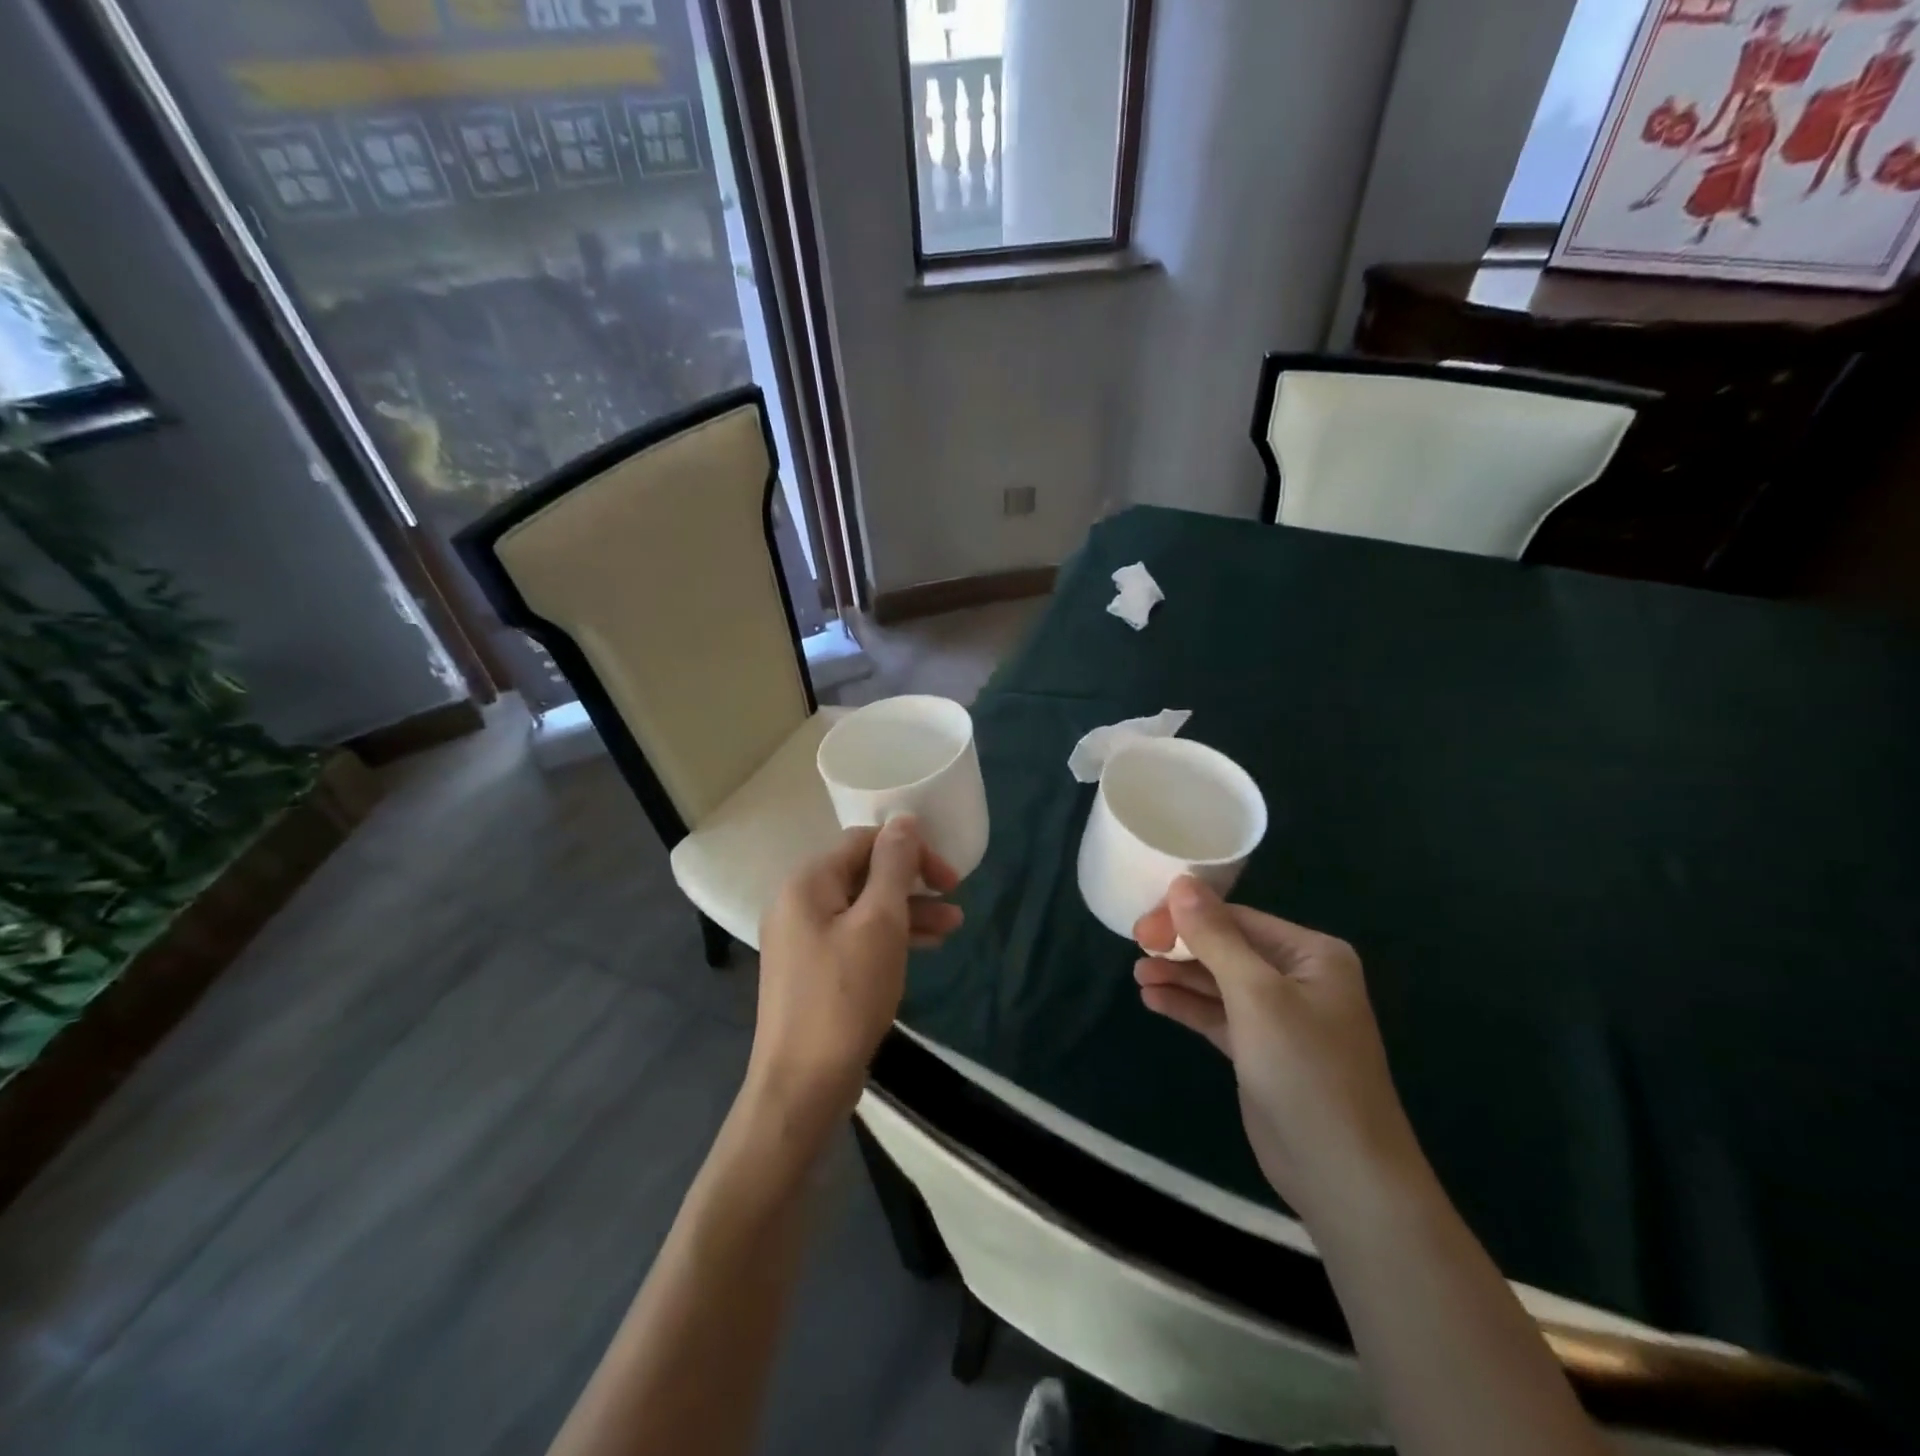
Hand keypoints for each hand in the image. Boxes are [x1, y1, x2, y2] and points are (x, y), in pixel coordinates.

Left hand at [749, 818, 962, 1131]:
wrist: (802, 1084)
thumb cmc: (845, 995)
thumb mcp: (880, 923)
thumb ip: (894, 866)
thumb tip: (903, 820)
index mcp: (807, 882)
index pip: (864, 841)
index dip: (910, 850)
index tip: (948, 877)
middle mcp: (798, 901)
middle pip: (863, 872)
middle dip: (912, 883)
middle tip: (955, 898)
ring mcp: (802, 937)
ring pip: (863, 907)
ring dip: (908, 911)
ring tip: (953, 926)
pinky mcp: (812, 968)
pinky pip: (855, 936)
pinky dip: (889, 937)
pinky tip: (926, 947)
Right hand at [1134, 878, 1422, 1215]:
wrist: (1343, 1175)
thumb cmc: (1305, 1069)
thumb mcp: (1256, 994)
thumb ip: (1215, 937)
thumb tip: (1181, 883)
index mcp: (1312, 954)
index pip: (1238, 919)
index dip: (1188, 917)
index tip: (1143, 926)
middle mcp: (1299, 979)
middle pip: (1228, 948)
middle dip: (1182, 947)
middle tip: (1136, 947)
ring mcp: (1281, 1018)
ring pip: (1219, 982)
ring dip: (1180, 976)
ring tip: (1138, 975)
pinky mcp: (1262, 1051)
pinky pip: (1218, 1015)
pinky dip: (1188, 1006)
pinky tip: (1153, 1000)